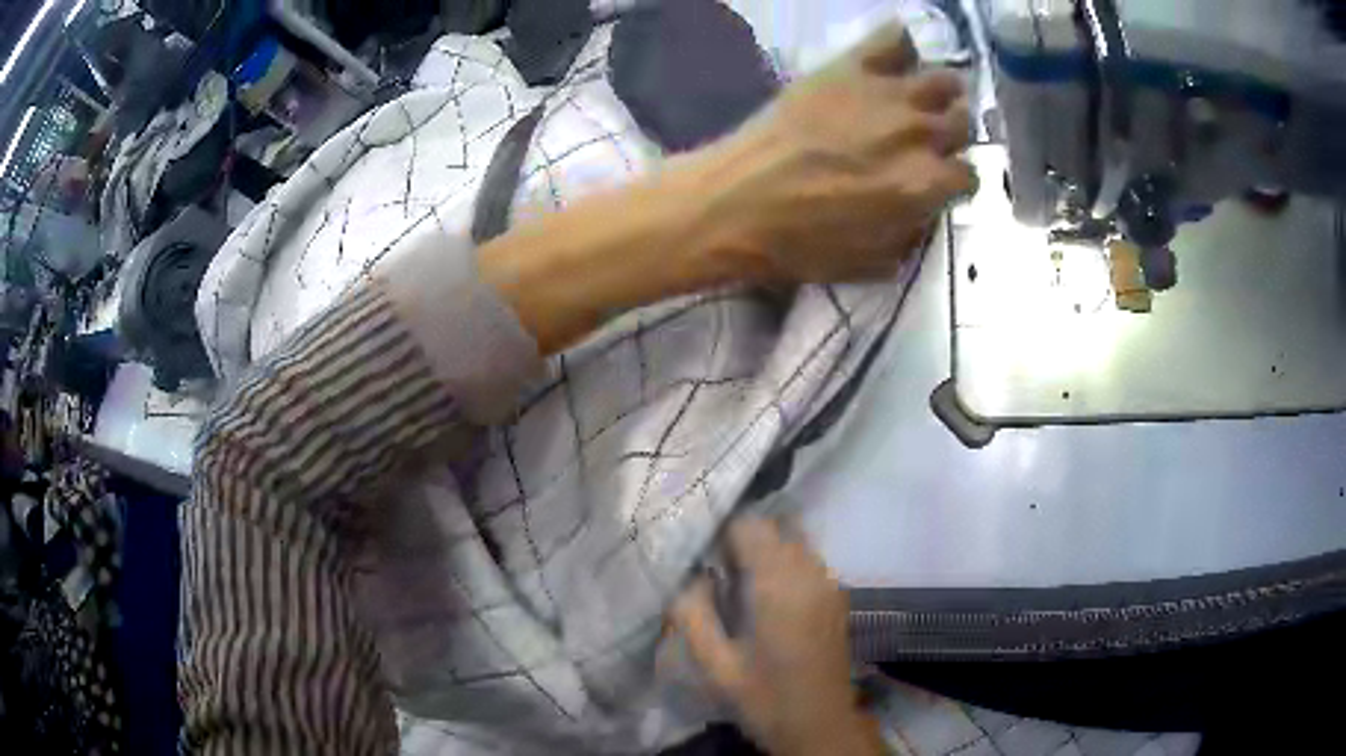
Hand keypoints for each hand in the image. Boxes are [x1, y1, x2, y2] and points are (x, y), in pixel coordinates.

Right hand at [670, 519, 884, 755]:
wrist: (821, 724)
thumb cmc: (765, 698)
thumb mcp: (715, 666)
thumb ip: (692, 616)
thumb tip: (689, 577)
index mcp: (779, 586)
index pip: (750, 526)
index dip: (721, 532)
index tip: (700, 555)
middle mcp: (810, 573)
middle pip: (774, 528)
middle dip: (741, 540)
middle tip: (714, 572)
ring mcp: (829, 583)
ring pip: (792, 541)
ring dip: (763, 551)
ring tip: (736, 585)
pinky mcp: (837, 596)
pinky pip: (806, 561)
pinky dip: (782, 564)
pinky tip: (765, 599)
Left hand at [700, 23, 974, 283]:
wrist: (735, 202)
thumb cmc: (799, 244)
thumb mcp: (871, 265)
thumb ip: (913, 236)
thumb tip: (925, 210)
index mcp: (925, 185)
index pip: (969, 175)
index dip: (953, 182)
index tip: (936, 182)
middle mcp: (918, 134)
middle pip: (961, 124)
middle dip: (949, 136)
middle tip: (923, 142)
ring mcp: (886, 94)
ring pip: (943, 80)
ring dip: (938, 94)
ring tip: (916, 101)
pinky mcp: (849, 66)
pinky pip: (894, 38)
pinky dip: (902, 45)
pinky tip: (893, 60)